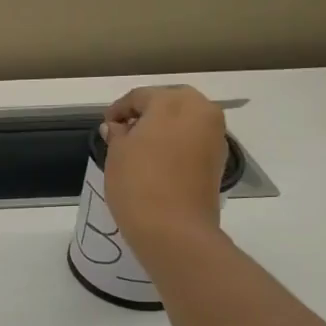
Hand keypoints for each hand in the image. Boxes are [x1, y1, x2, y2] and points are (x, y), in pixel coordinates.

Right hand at [102, 85, 227, 273]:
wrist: (174, 229)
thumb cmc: (138, 183)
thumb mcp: (117, 153)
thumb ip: (118, 133)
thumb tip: (118, 127)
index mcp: (173, 102)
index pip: (140, 96)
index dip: (119, 109)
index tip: (106, 126)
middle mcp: (201, 110)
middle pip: (169, 102)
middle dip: (147, 112)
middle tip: (125, 131)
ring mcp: (215, 135)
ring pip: (185, 120)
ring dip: (164, 127)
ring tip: (141, 147)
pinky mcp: (219, 158)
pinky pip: (194, 139)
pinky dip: (177, 142)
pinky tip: (159, 160)